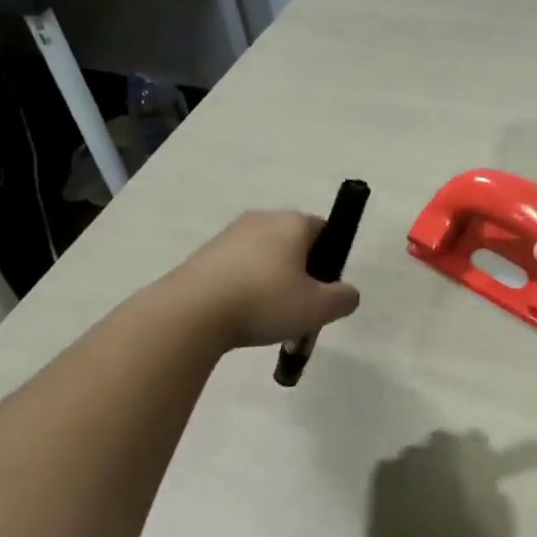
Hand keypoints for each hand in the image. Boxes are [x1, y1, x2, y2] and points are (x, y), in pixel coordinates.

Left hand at [172, 211, 360, 348]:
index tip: (323, 290)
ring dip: (270, 281)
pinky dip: (244, 287)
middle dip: (300, 272)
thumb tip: (347, 293)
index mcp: (293, 223)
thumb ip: (344, 298)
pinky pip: (237, 267)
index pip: (324, 230)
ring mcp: (229, 235)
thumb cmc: (264, 302)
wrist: (189, 314)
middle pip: (293, 243)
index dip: (330, 259)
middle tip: (299, 308)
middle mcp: (262, 219)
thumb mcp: (318, 308)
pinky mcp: (203, 254)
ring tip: (266, 318)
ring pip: (264, 256)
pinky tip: (239, 315)